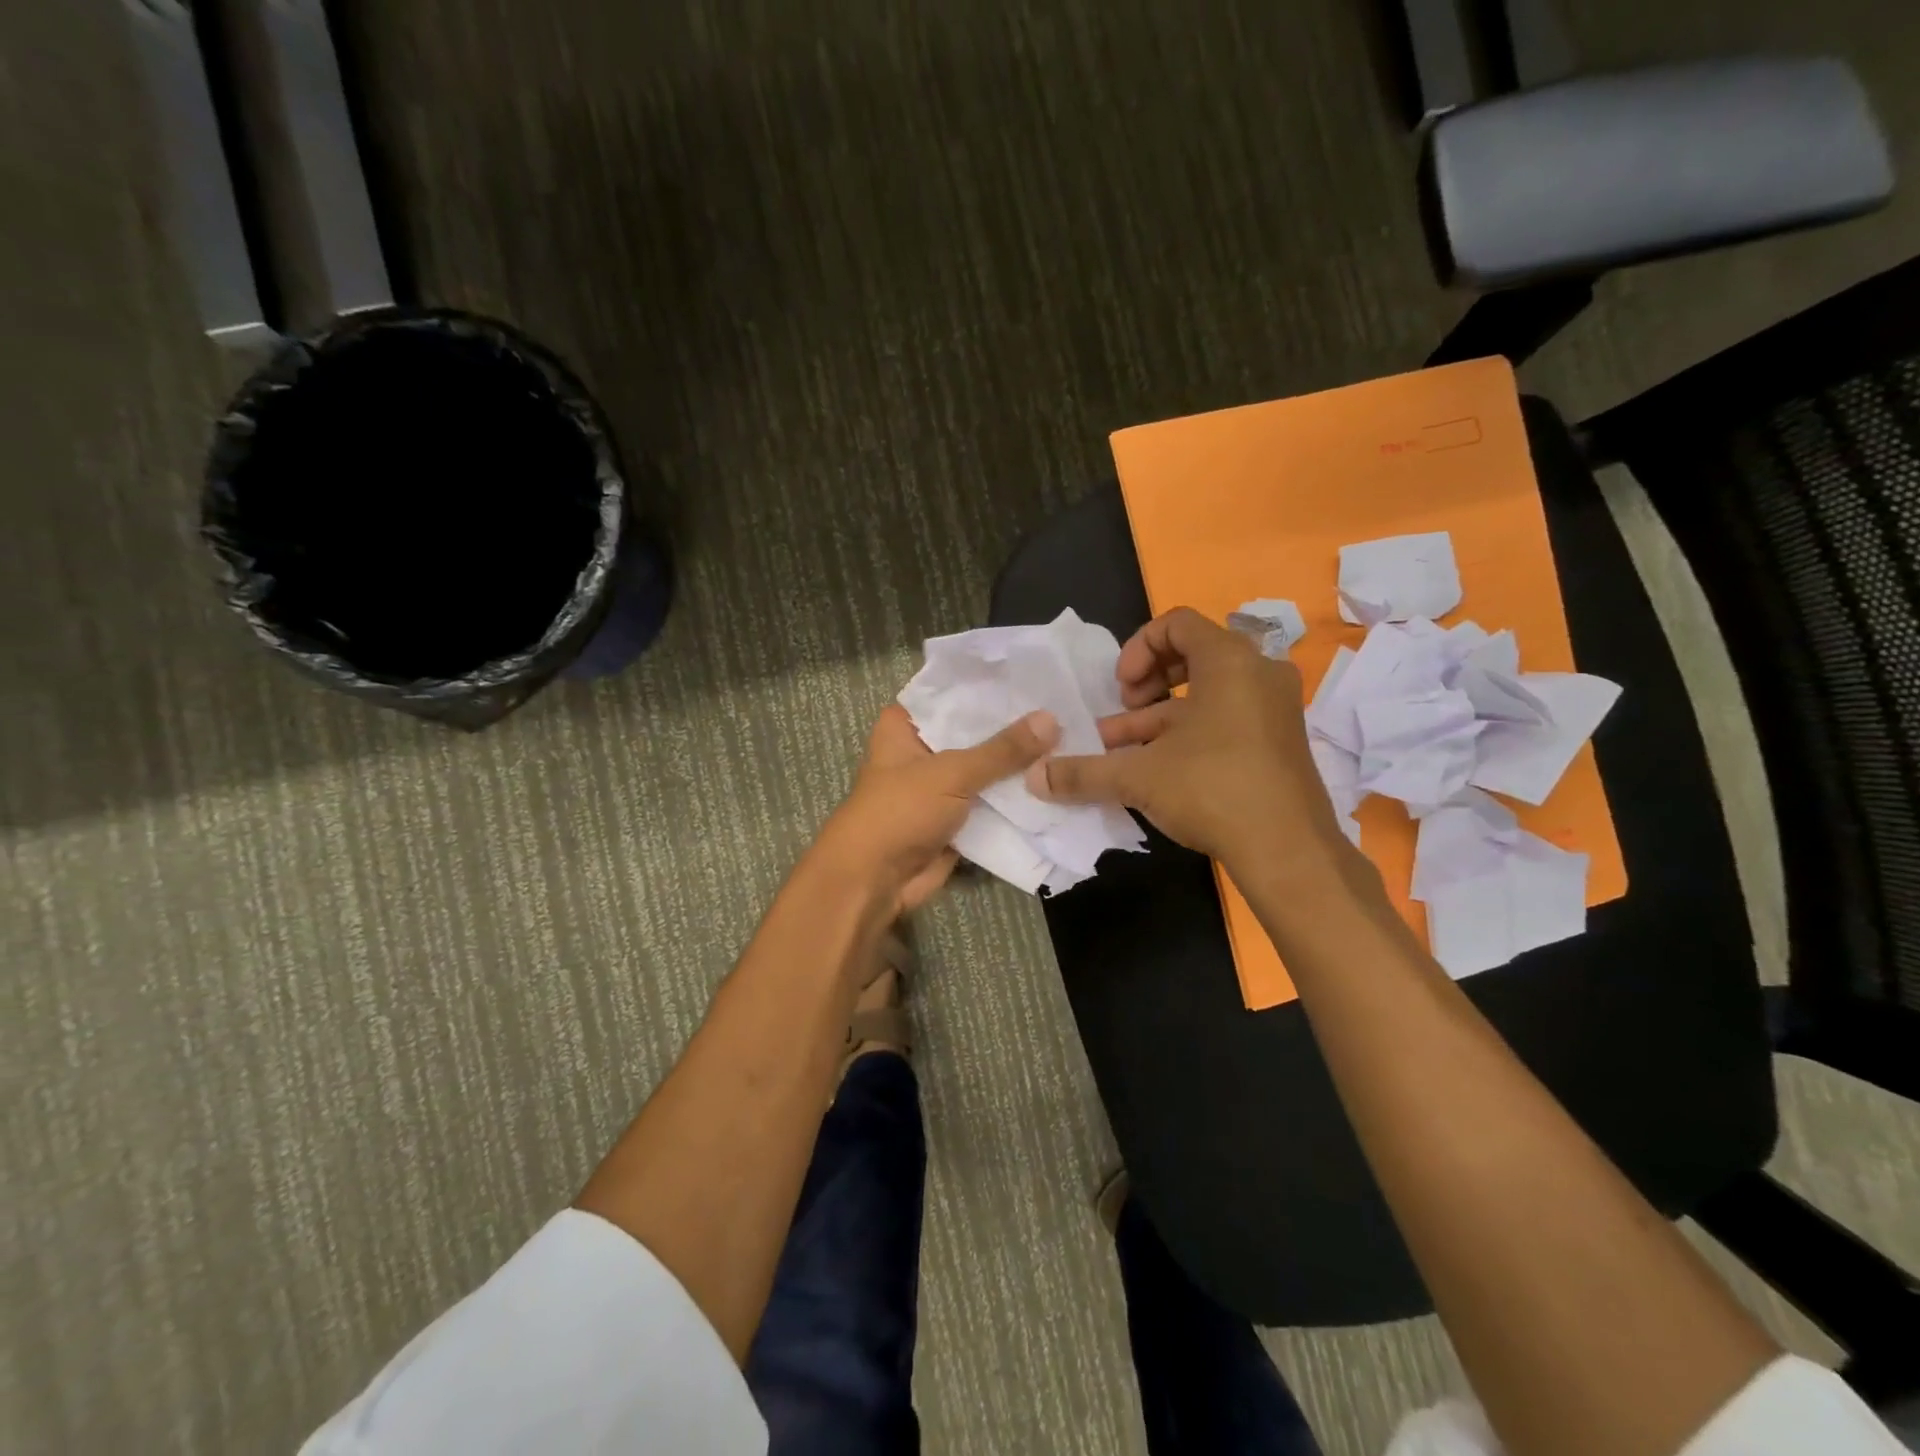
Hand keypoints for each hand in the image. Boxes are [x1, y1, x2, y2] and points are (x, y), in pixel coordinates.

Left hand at [814, 704, 1059, 915]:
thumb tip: (1053, 719)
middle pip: (976, 731)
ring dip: (1021, 764)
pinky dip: (1018, 797)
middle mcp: (924, 749)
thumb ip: (1002, 750)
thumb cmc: (899, 812)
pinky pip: (993, 801)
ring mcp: (942, 785)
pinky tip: (1059, 778)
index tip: (1039, 672)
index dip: (994, 684)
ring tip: (1074, 737)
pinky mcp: (958, 817)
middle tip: (1067, 705)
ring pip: (988, 768)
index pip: (955, 692)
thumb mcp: (951, 772)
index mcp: (906, 724)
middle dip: (1016, 726)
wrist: (875, 882)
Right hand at [1028, 607, 1348, 875]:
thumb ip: (1082, 772)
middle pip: (1192, 654)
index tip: (1120, 689)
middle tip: (1124, 710)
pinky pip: (1226, 718)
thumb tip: (1033, 778)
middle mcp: (1258, 673)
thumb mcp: (1138, 776)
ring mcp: (1273, 708)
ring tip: (1121, 749)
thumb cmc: (1212, 789)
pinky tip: (1154, 768)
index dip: (1136, 648)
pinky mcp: (1277, 740)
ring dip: (1158, 716)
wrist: (1289, 850)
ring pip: (1205, 694)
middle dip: (1146, 682)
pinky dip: (1188, 733)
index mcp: (1229, 660)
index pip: (1176, 623)